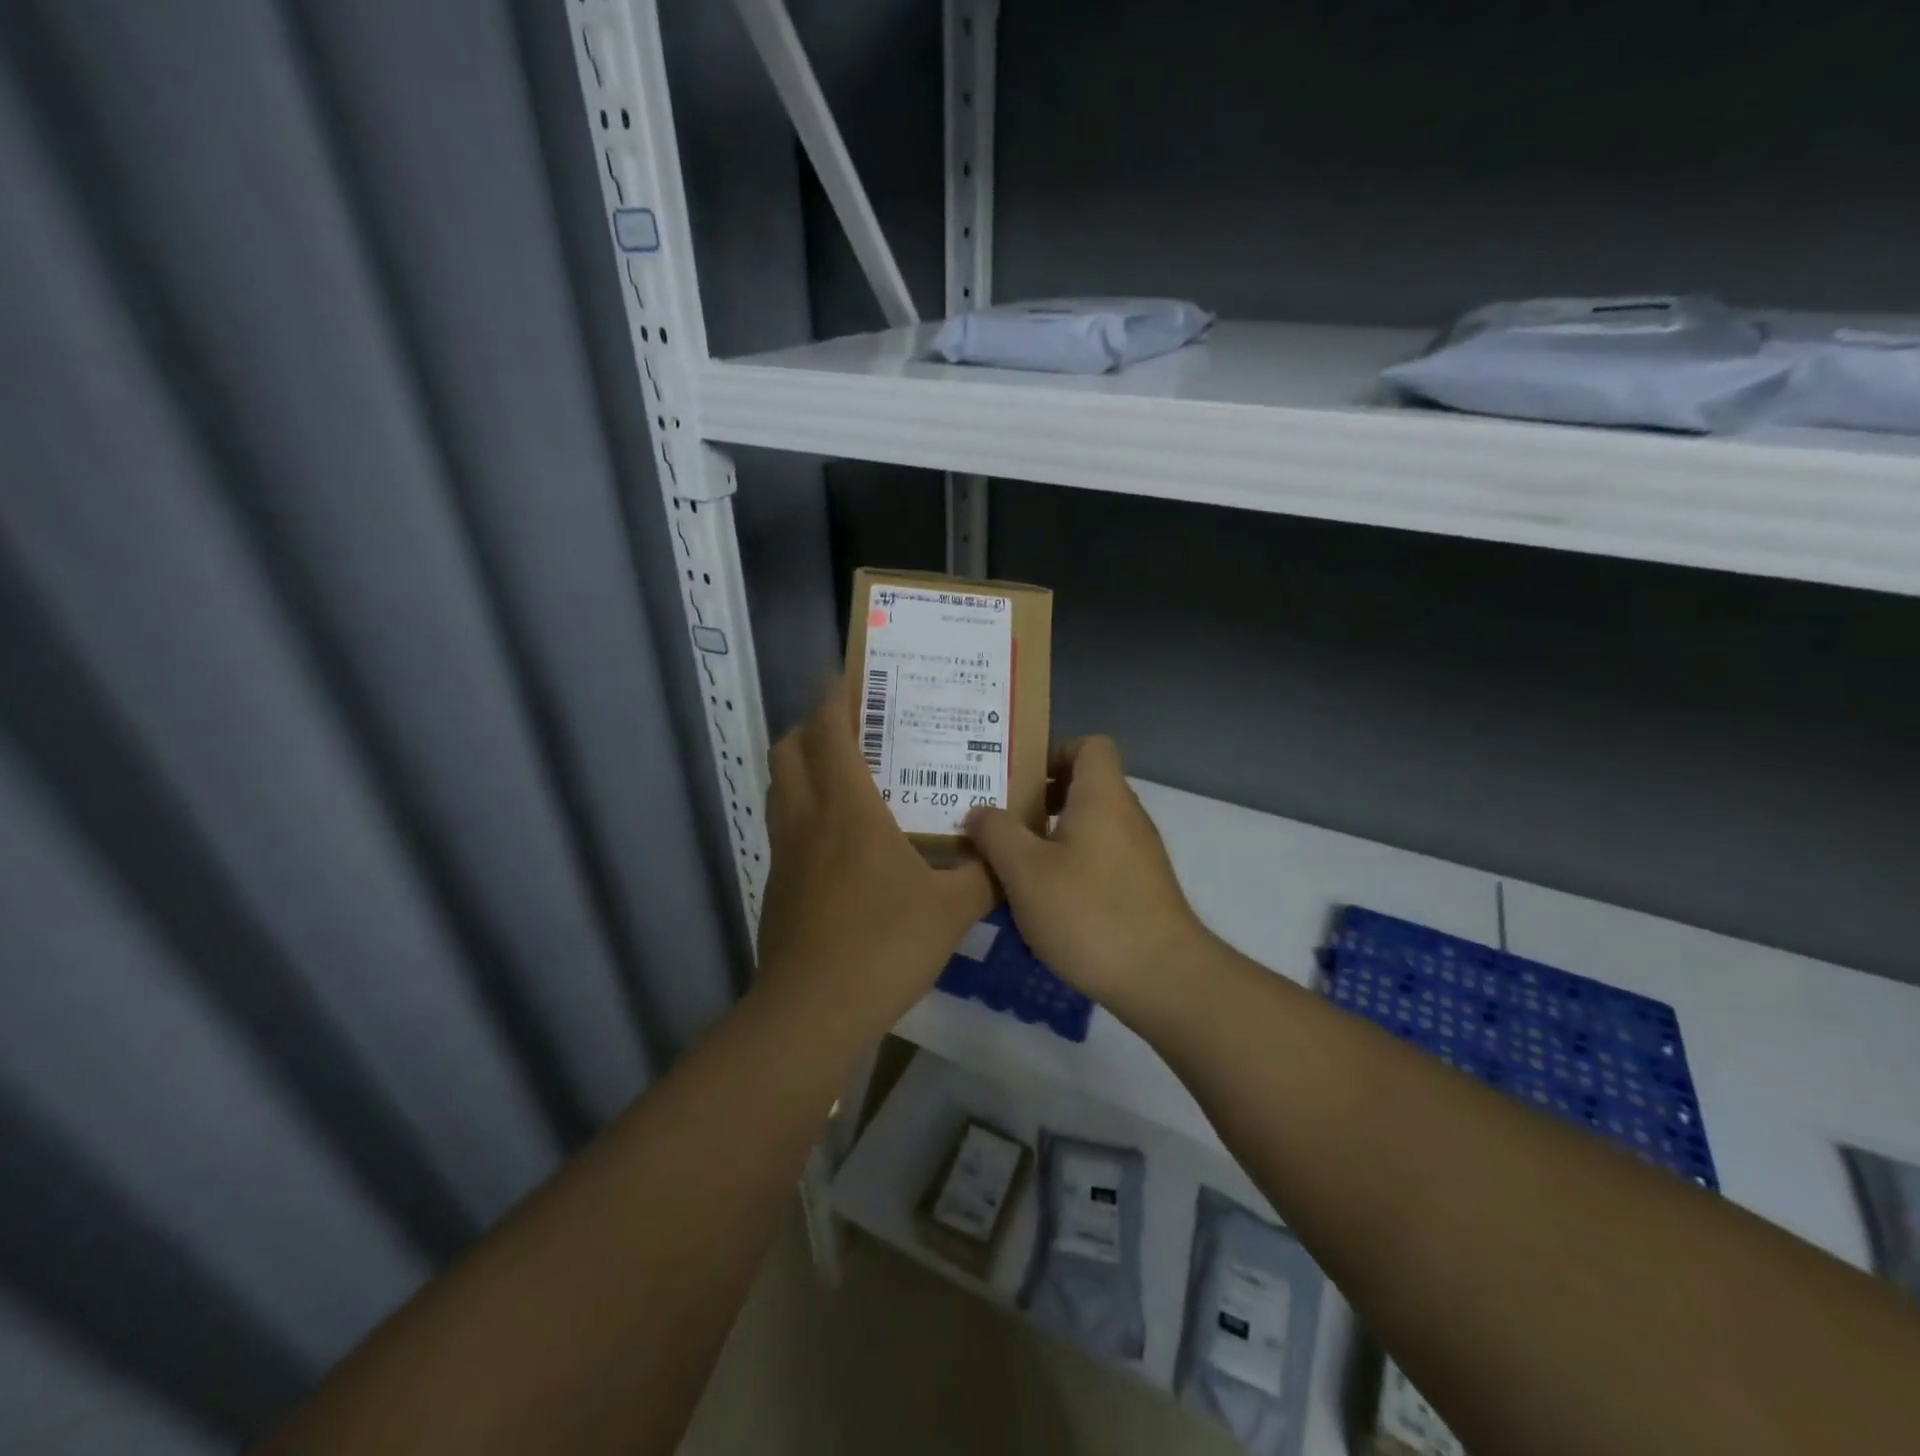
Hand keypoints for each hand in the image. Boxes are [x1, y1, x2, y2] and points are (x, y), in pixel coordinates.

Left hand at [757, 683, 994, 1029]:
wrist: (814, 1010)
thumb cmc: (885, 945)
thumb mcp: (953, 909)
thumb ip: (987, 874)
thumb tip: (1010, 852)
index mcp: (848, 808)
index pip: (829, 731)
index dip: (836, 697)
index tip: (852, 678)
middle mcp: (808, 818)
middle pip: (789, 748)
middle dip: (812, 726)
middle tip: (851, 727)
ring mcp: (785, 852)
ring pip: (780, 786)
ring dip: (803, 765)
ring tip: (844, 773)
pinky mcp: (777, 883)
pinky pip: (785, 826)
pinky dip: (803, 810)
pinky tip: (839, 840)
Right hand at [964, 736, 1209, 1008]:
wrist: (1162, 978)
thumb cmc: (1089, 913)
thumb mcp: (1025, 872)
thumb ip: (996, 833)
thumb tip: (979, 811)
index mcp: (1102, 796)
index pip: (1089, 745)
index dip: (1053, 753)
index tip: (1017, 782)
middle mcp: (1126, 815)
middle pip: (1084, 786)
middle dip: (1039, 800)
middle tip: (998, 823)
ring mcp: (1138, 853)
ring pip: (1089, 826)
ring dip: (1050, 837)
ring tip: (1011, 863)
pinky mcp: (1140, 888)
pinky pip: (1098, 858)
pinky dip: (1070, 866)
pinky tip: (1043, 900)